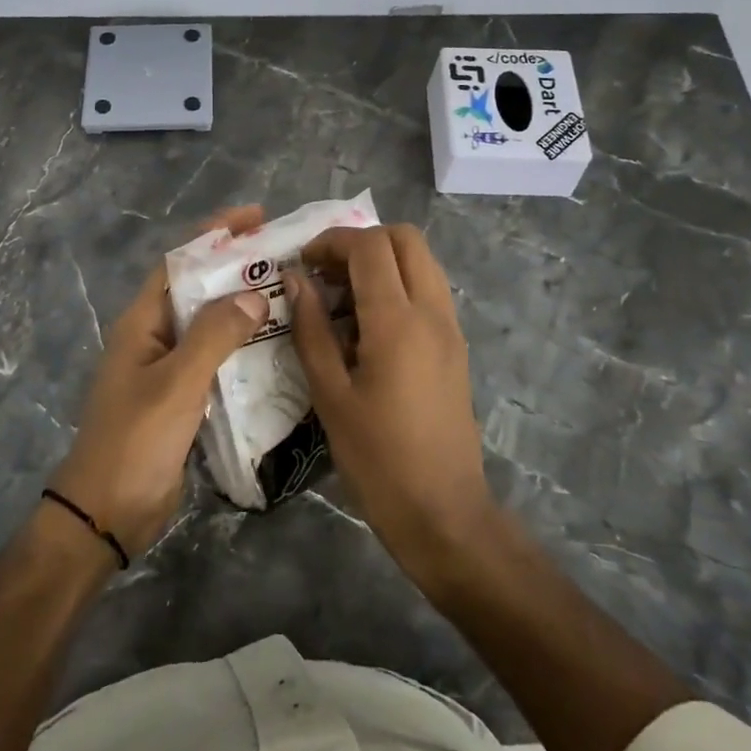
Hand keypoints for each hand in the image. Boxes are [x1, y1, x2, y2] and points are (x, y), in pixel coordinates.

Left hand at [49, 206, 266, 556]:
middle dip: (236, 268)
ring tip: (290, 294)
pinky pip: (216, 359)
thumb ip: (214, 336)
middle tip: (285, 256)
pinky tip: (277, 347)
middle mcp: (154, 337)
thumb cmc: (135, 441)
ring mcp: (168, 369)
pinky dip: (243, 347)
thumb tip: (254, 294)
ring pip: (210, 325)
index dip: (214, 234)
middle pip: (198, 289)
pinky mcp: (182, 397)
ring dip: (243, 307)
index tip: (255, 217)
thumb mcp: (176, 384)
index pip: (179, 261)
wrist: (107, 514)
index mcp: (142, 322)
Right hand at [286, 224, 495, 569]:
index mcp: (398, 321)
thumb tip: (295, 279)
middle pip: (405, 238)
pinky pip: (429, 290)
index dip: (332, 241)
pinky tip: (367, 324)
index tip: (301, 262)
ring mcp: (450, 327)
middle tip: (325, 271)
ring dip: (382, 260)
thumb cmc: (377, 458)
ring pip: (422, 260)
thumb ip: (311, 329)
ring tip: (342, 296)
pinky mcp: (455, 346)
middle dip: (361, 241)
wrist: (443, 511)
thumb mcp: (330, 394)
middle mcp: (432, 311)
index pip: (370, 246)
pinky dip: (398, 284)